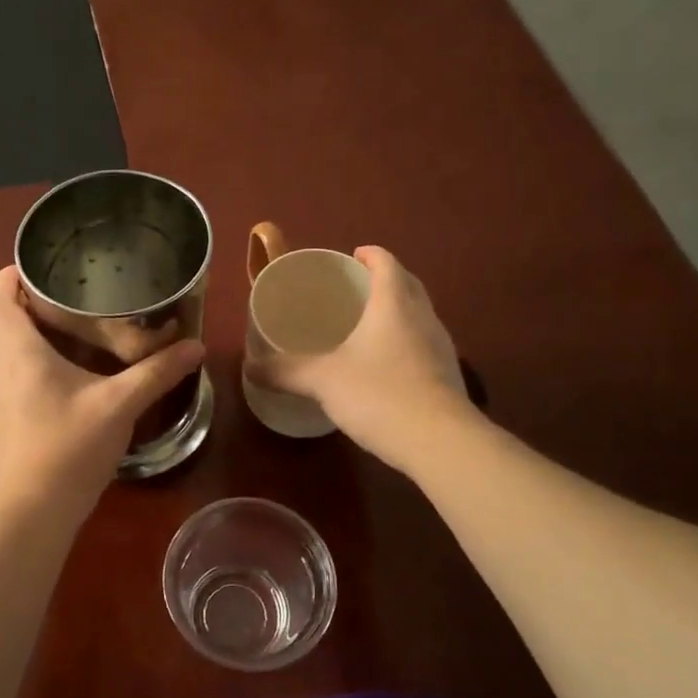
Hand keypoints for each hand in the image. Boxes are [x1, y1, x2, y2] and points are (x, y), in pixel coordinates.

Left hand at [0, 267, 205, 524]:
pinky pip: (20, 380)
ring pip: (13, 354)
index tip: (36, 266)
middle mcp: (2, 371)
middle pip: (4, 324)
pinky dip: (41, 367)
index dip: (9, 276)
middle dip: (32, 304)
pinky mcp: (9, 424)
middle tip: (74, 294)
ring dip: (38, 337)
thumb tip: (195, 346)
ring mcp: (1, 401)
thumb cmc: (69, 447)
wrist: (34, 511)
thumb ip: (157, 373)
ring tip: (79, 330)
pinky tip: (75, 380)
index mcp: (19, 354)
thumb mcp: (119, 405)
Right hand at [247, 246, 469, 470]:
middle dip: (384, 280)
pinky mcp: (447, 375)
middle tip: (356, 289)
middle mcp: (423, 317)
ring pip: (419, 315)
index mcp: (394, 304)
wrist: (440, 442)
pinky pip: (423, 344)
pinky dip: (405, 342)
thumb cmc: (379, 395)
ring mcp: (440, 347)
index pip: (387, 263)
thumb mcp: (322, 381)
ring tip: (368, 325)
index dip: (370, 255)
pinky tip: (386, 365)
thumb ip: (285, 371)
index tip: (353, 256)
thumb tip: (249, 367)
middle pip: (408, 285)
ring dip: (398, 311)